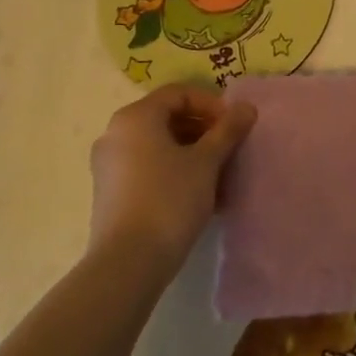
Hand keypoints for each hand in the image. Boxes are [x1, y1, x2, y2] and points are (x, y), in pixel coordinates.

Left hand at [87, 84, 256, 269]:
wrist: (128, 262)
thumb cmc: (170, 199)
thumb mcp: (207, 161)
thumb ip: (228, 130)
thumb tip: (246, 108)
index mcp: (135, 117)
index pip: (179, 94)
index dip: (211, 104)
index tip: (234, 125)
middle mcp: (115, 134)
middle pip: (167, 118)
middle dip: (203, 130)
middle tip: (229, 148)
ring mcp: (109, 165)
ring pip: (158, 145)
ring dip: (192, 152)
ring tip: (220, 174)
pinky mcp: (109, 193)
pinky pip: (147, 168)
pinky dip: (174, 171)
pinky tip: (199, 194)